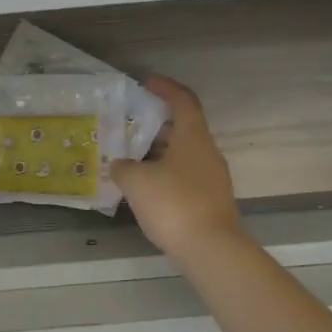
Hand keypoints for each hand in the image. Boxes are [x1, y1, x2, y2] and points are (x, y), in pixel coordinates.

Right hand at [111, 76, 243, 263]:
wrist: (211, 250)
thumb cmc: (174, 204)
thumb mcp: (137, 181)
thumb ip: (124, 167)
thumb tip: (121, 164)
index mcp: (193, 137)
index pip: (183, 100)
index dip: (166, 88)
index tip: (147, 82)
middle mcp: (207, 152)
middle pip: (183, 127)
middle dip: (157, 123)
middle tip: (130, 124)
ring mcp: (211, 177)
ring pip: (183, 154)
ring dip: (159, 151)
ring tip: (130, 157)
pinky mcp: (209, 200)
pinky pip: (184, 176)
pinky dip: (164, 174)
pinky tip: (144, 187)